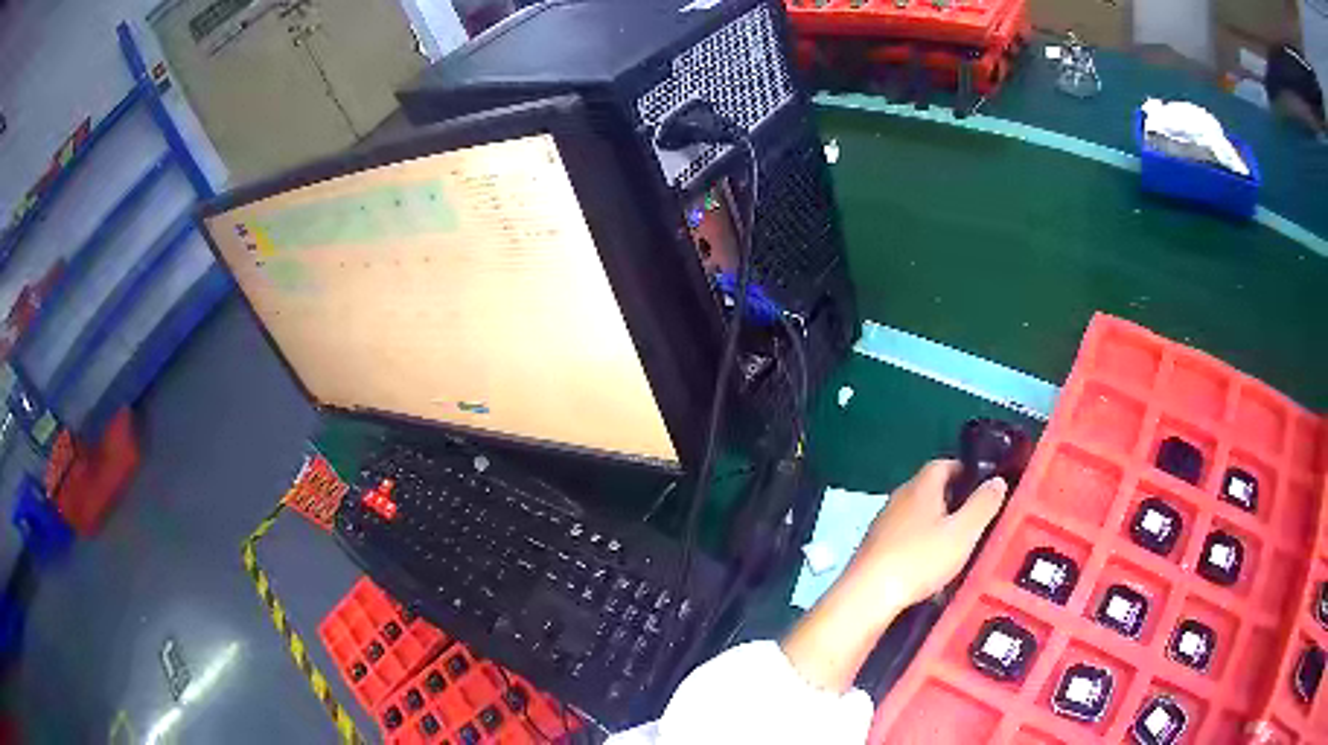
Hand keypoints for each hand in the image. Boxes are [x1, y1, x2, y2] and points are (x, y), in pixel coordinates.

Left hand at [840, 459, 1008, 626]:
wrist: (867, 595)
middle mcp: (899, 498)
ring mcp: (883, 523)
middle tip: (974, 517)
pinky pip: (904, 537)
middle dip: (953, 499)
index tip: (982, 485)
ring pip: (916, 515)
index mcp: (920, 487)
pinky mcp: (874, 547)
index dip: (964, 470)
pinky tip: (929, 565)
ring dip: (936, 524)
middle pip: (930, 489)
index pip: (943, 464)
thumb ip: (982, 505)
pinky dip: (920, 544)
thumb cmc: (918, 560)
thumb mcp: (962, 533)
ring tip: (956, 543)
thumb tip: (997, 480)